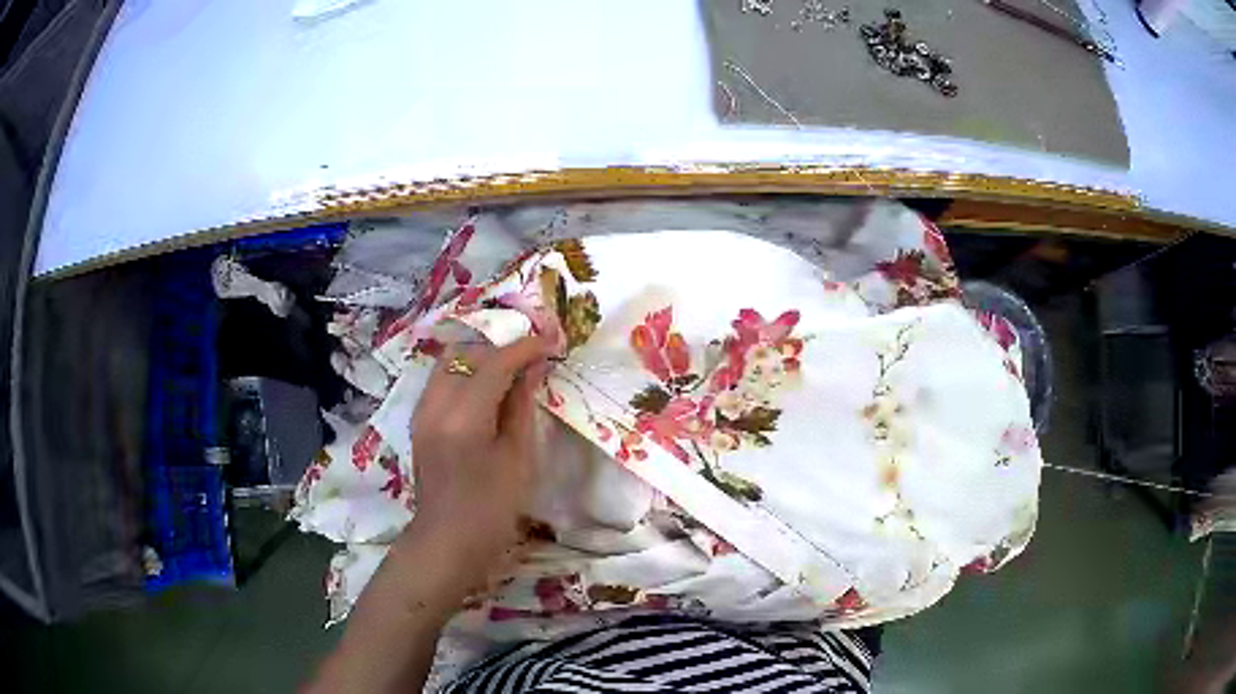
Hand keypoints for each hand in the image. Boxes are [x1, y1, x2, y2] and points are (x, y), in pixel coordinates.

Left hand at [408, 335, 552, 584]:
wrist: (447, 543)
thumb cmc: (491, 510)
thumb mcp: (518, 460)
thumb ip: (521, 407)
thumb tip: (531, 368)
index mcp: (463, 418)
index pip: (494, 364)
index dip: (525, 348)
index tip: (552, 340)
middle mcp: (434, 405)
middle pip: (464, 353)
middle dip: (499, 347)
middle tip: (531, 355)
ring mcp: (421, 412)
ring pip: (449, 363)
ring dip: (481, 359)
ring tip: (512, 369)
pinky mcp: (419, 421)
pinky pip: (442, 381)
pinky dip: (466, 375)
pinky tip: (488, 390)